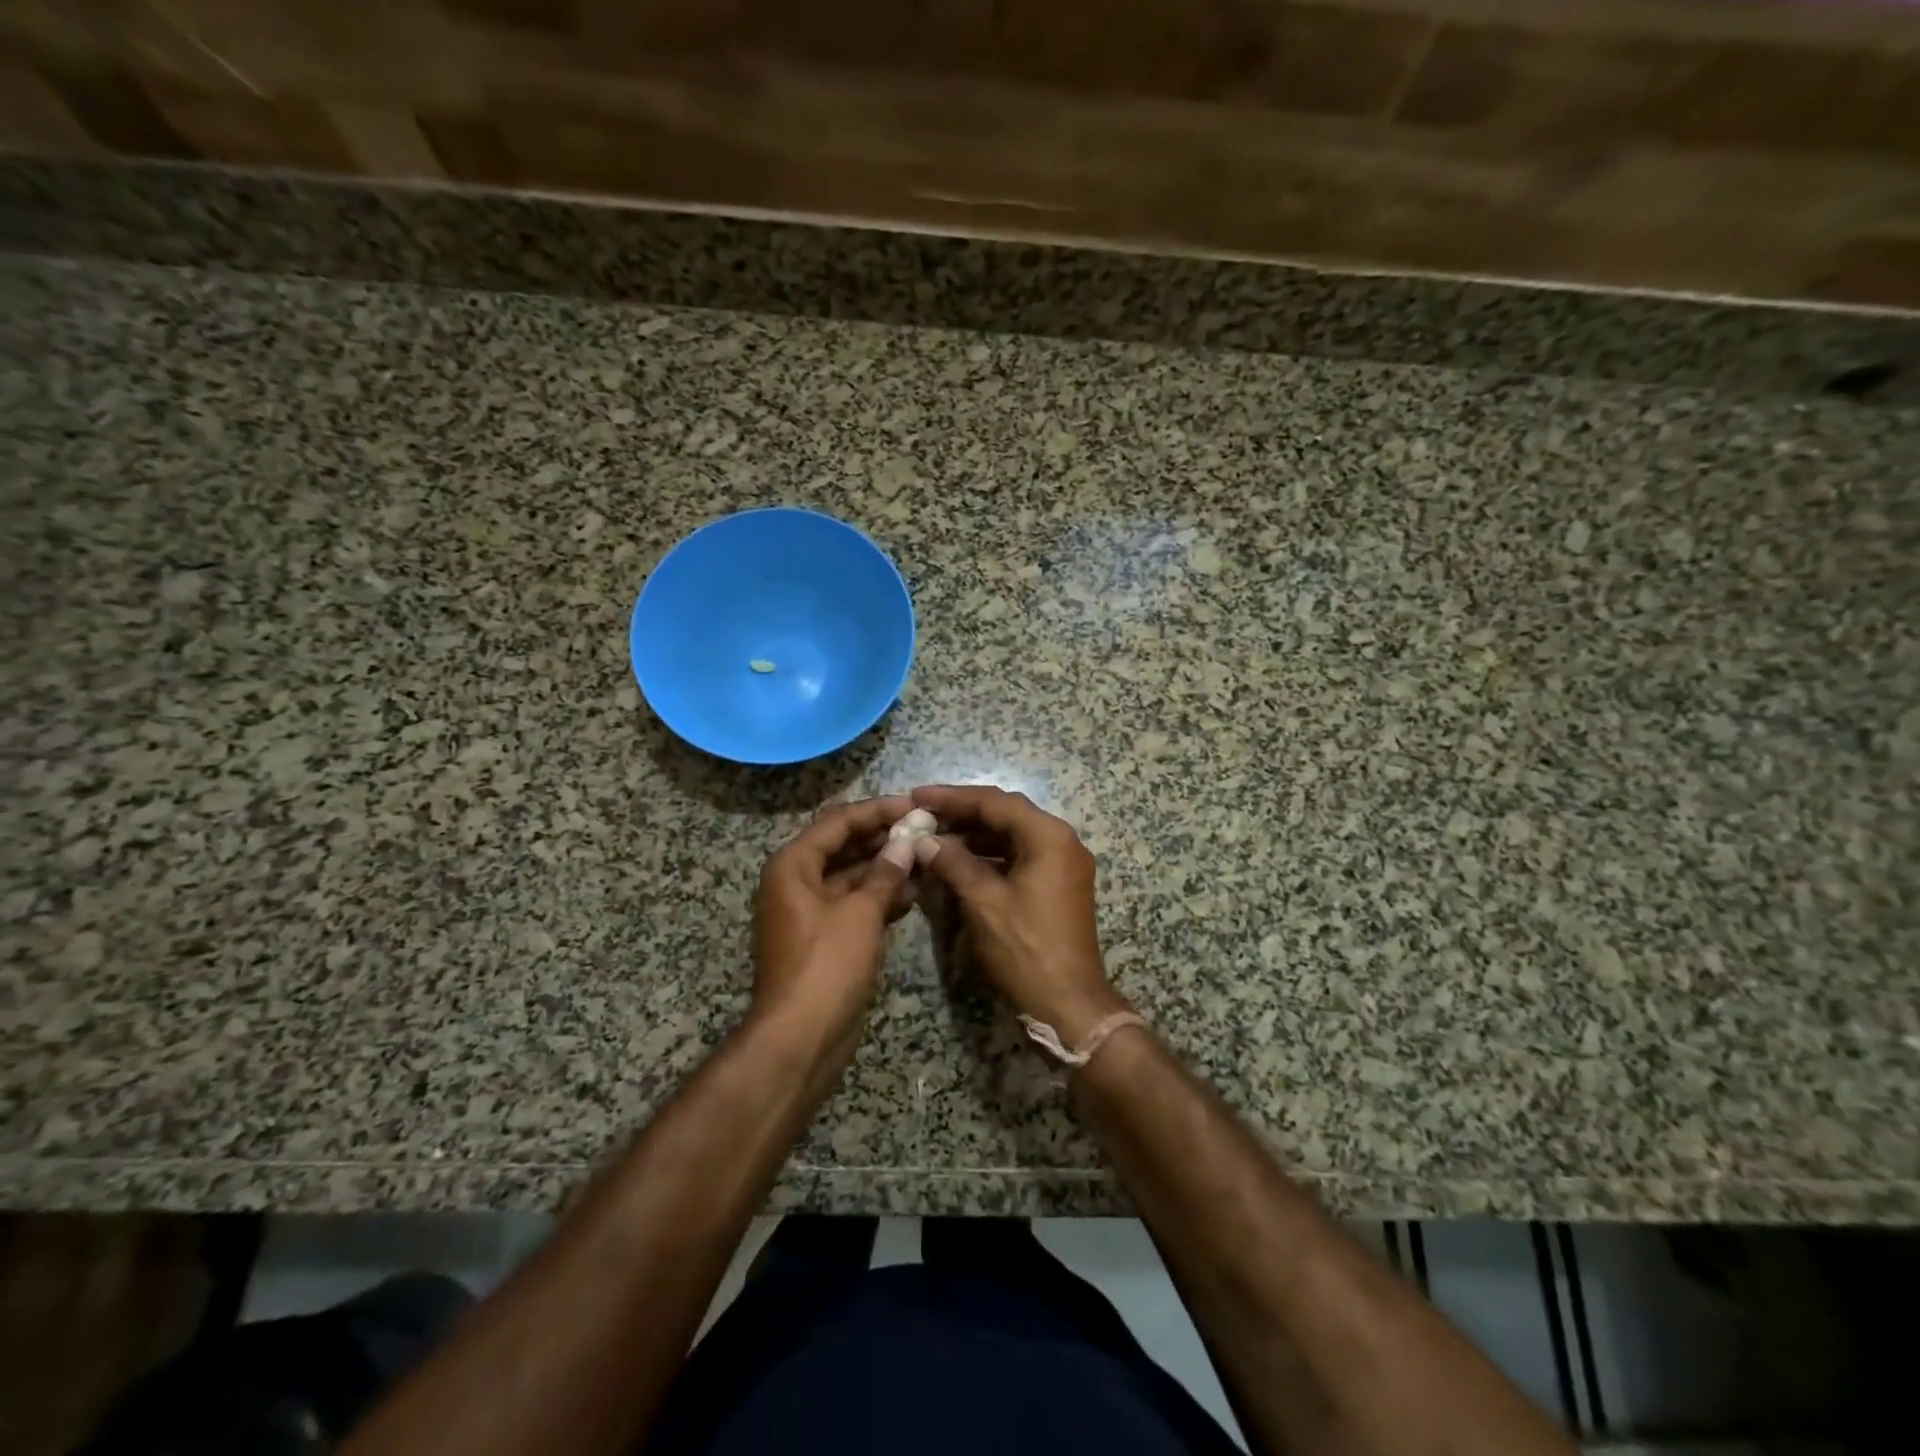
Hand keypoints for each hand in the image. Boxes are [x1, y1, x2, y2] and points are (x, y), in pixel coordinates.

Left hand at [751, 795, 916, 1044]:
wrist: (800, 1039)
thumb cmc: (826, 965)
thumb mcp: (860, 913)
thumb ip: (885, 873)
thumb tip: (906, 843)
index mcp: (793, 865)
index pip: (838, 821)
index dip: (877, 810)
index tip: (914, 805)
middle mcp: (796, 881)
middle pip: (843, 846)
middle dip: (883, 838)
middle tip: (926, 829)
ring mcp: (810, 911)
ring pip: (851, 876)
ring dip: (885, 867)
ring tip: (926, 858)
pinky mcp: (825, 937)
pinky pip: (854, 904)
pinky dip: (880, 897)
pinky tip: (913, 894)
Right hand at [909, 785, 1128, 1043]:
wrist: (1069, 1004)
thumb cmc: (1026, 949)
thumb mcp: (984, 902)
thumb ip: (953, 862)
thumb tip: (925, 840)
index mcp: (1049, 836)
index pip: (994, 802)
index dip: (952, 797)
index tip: (916, 796)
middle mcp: (1061, 841)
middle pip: (1006, 813)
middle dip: (963, 813)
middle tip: (923, 814)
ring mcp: (1063, 864)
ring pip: (1012, 835)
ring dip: (975, 834)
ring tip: (934, 837)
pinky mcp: (1058, 885)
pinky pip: (1020, 856)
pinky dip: (989, 855)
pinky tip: (959, 861)